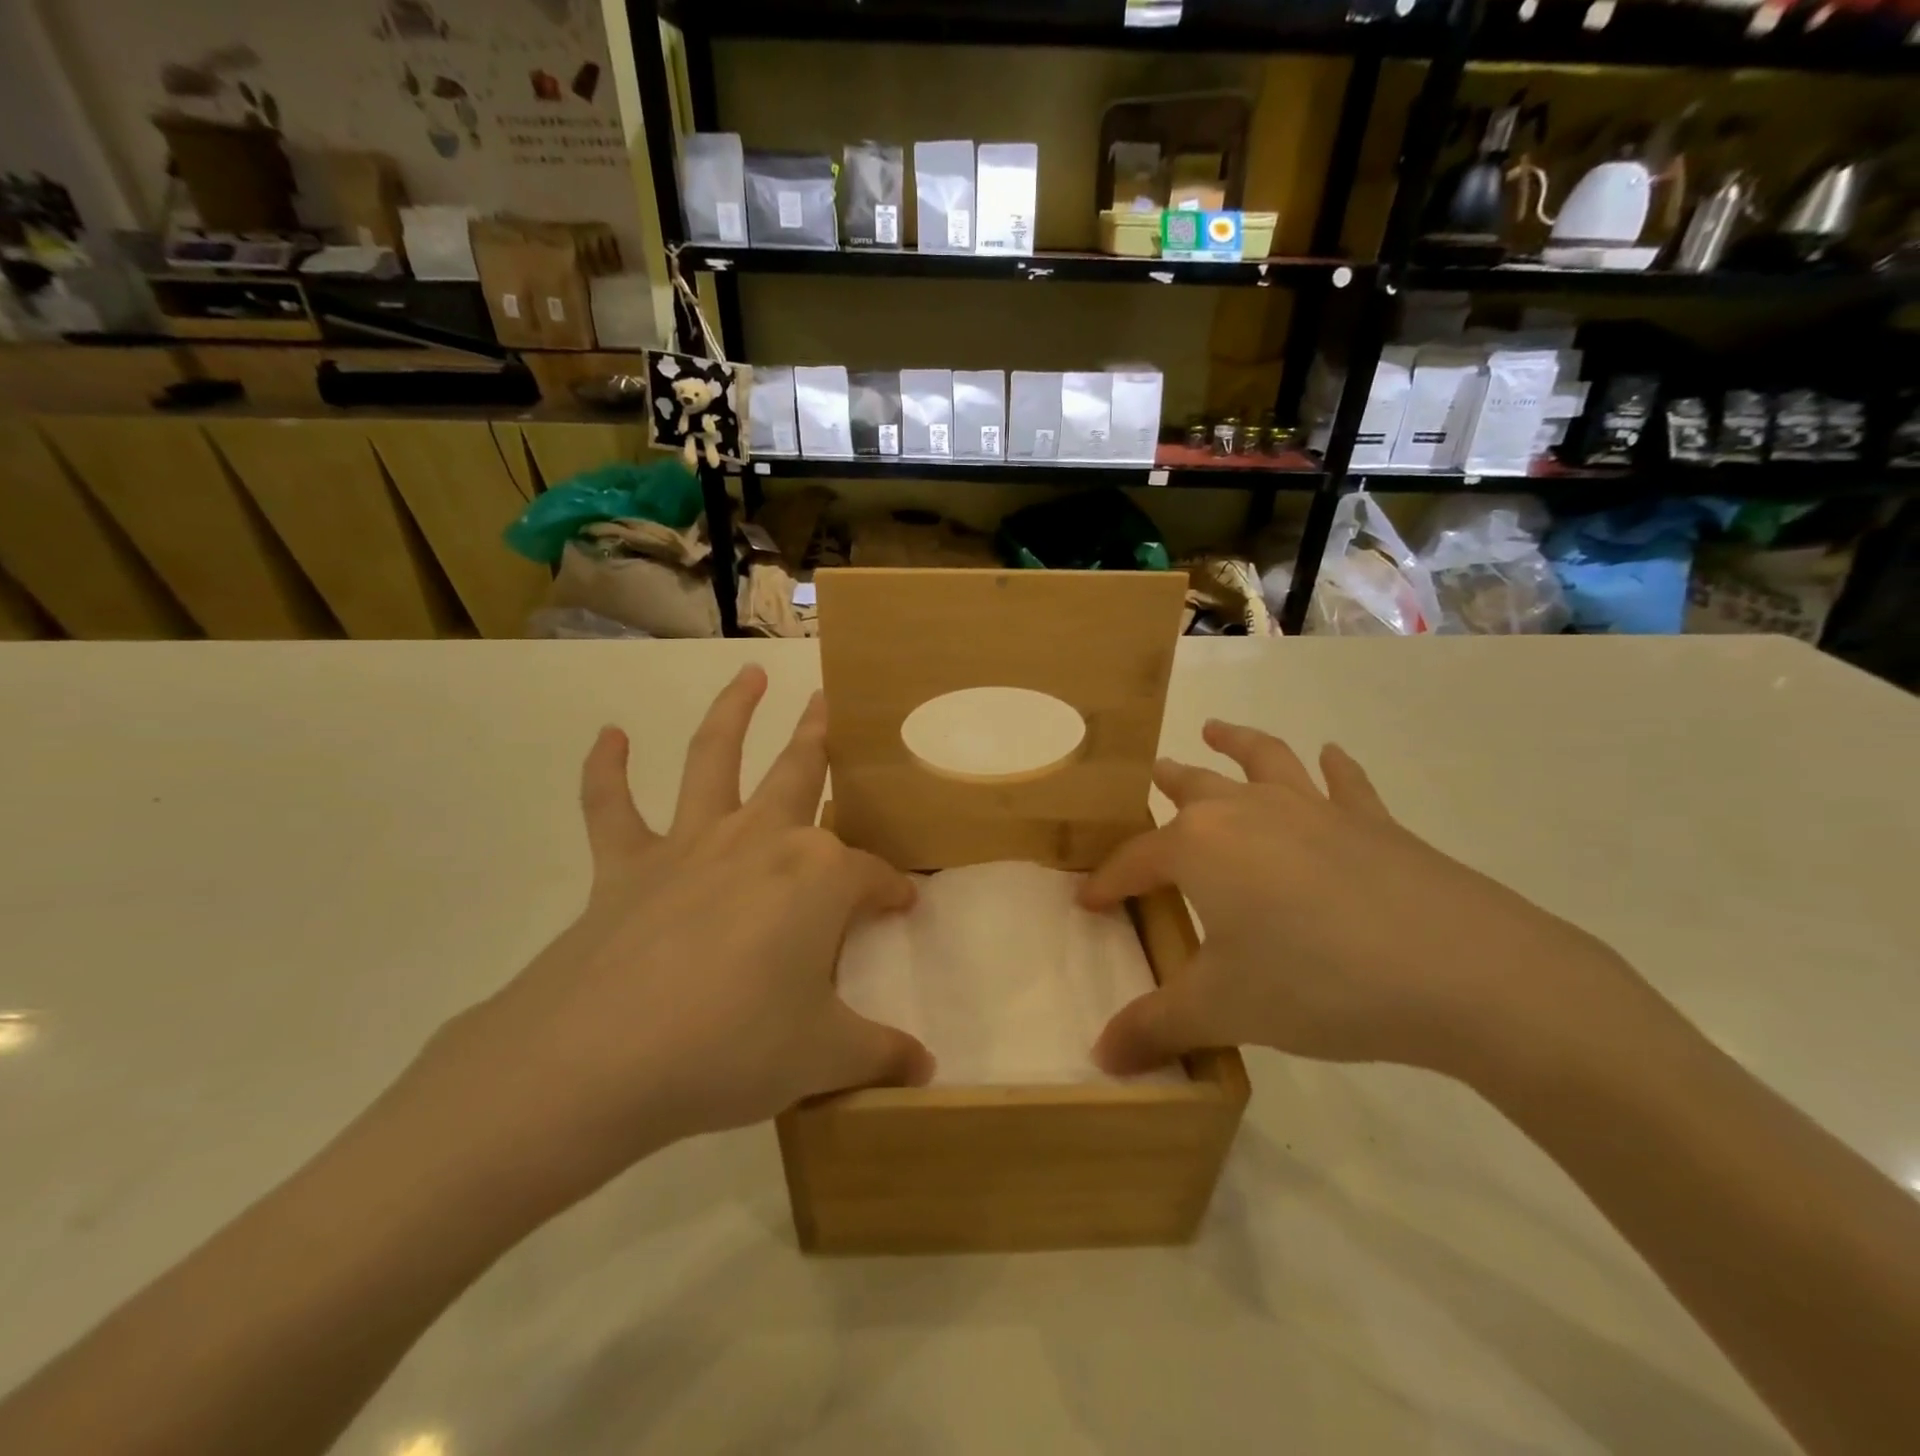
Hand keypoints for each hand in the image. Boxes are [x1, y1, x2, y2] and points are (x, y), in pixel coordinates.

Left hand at [404, 666, 932, 1214]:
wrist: (601, 1060)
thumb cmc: (733, 1048)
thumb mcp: (823, 1058)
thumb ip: (880, 1056)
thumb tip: (926, 1072)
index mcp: (819, 878)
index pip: (873, 876)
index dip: (893, 891)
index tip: (903, 904)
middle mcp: (761, 841)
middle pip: (801, 775)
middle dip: (822, 737)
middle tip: (829, 701)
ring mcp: (690, 845)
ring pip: (714, 758)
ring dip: (732, 711)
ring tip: (748, 673)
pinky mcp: (626, 865)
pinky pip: (611, 807)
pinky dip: (605, 770)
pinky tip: (608, 735)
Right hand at [1081, 720, 1637, 1083]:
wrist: (1463, 972)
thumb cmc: (1316, 982)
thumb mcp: (1223, 1009)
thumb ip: (1155, 1027)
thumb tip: (1102, 1059)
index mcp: (1200, 846)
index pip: (1136, 860)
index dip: (1108, 881)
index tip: (1088, 900)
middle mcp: (1248, 812)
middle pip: (1193, 788)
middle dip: (1165, 784)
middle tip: (1148, 776)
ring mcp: (1314, 809)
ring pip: (1262, 760)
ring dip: (1235, 742)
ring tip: (1215, 729)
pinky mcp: (1373, 822)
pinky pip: (1344, 784)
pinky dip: (1333, 767)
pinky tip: (1330, 755)